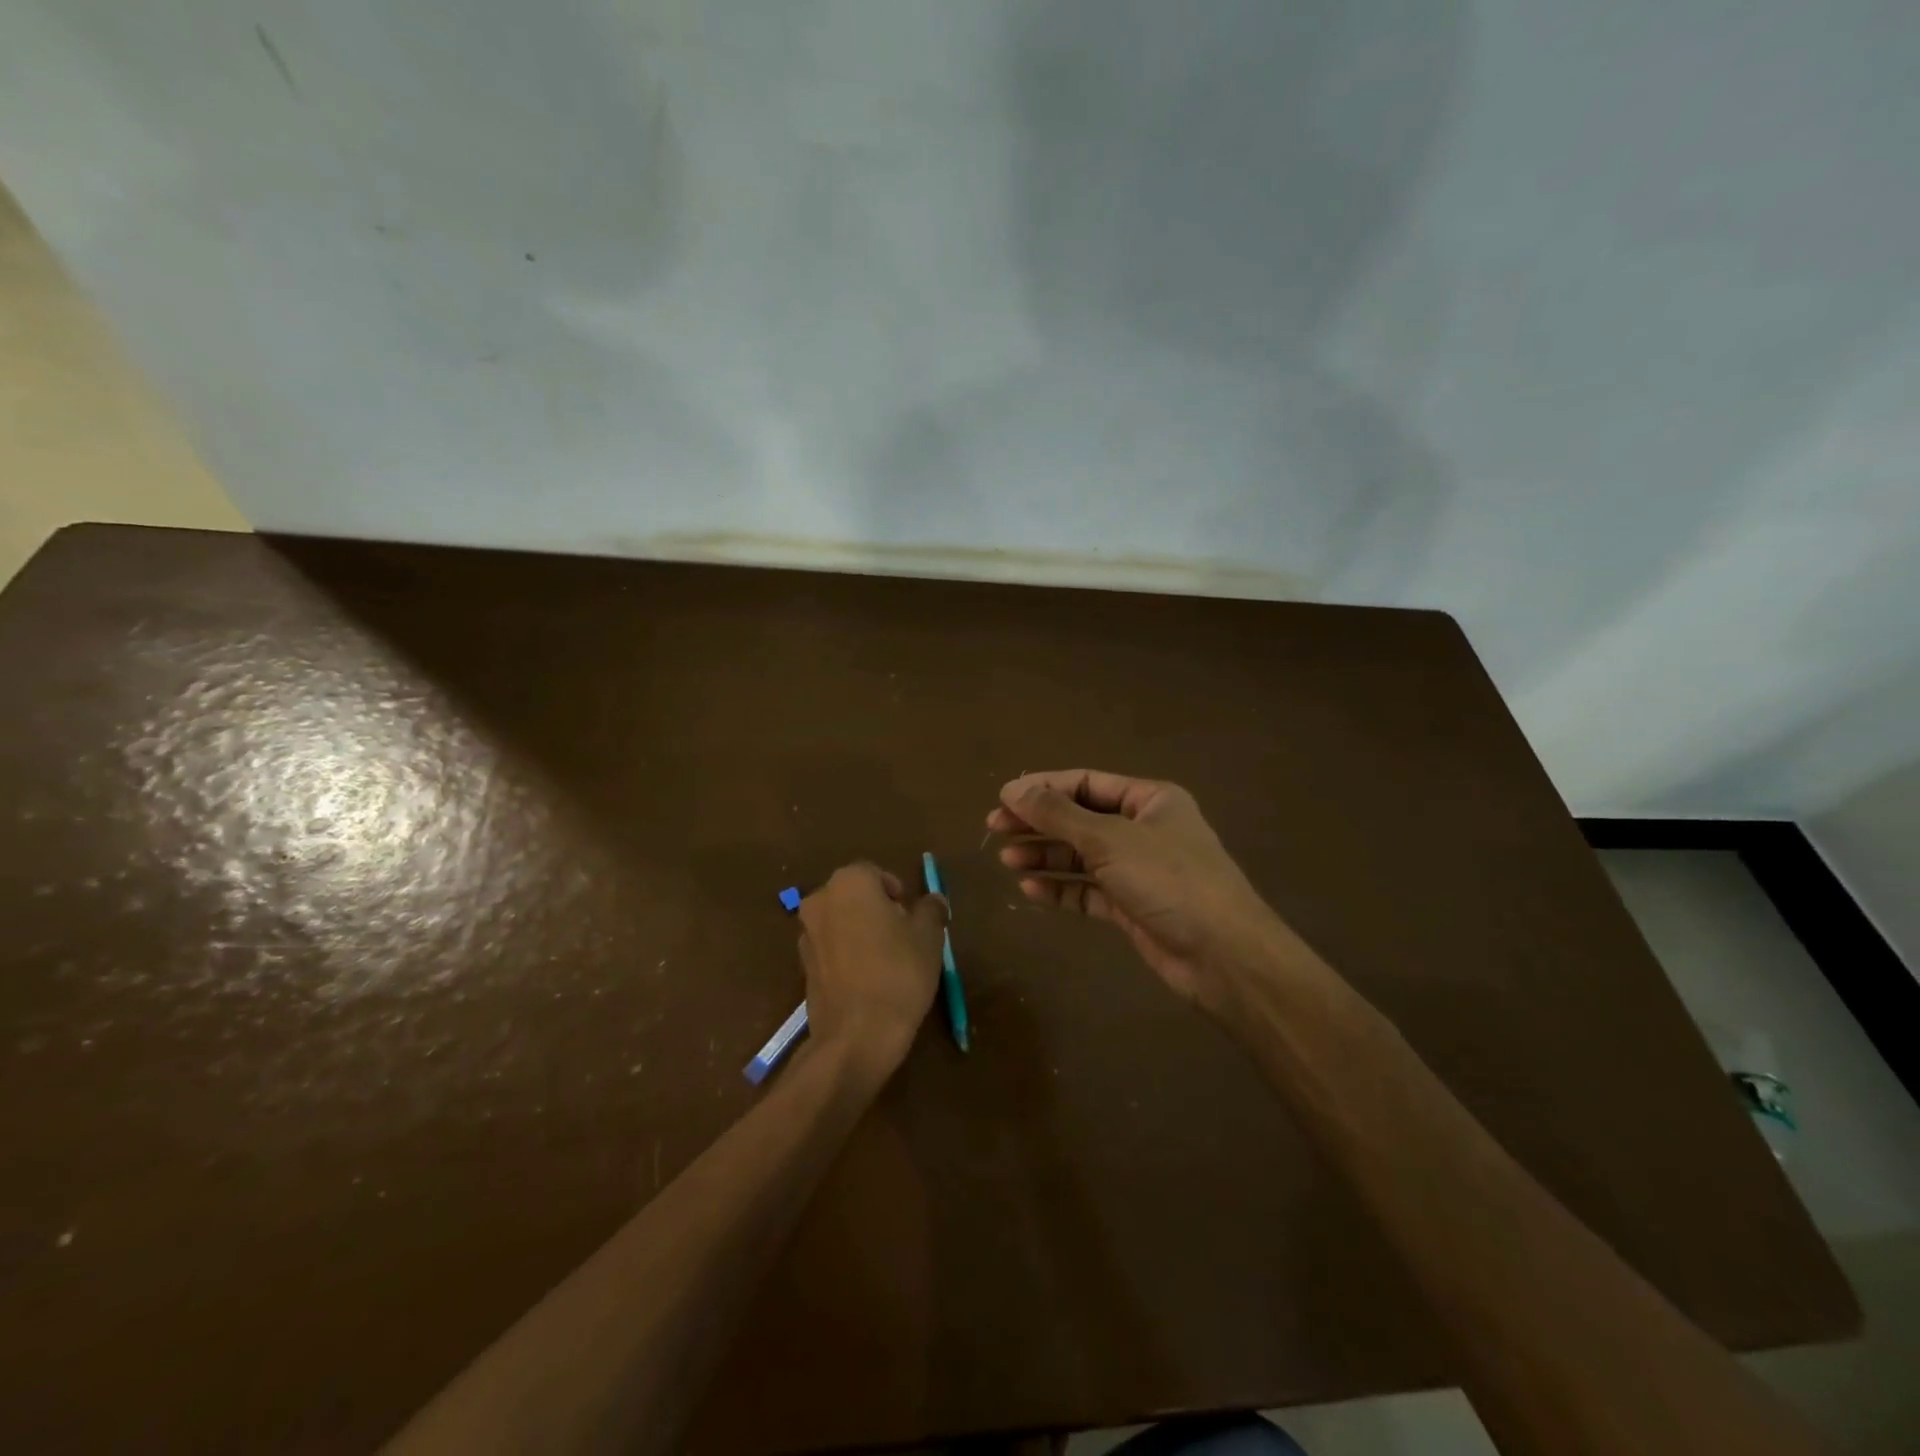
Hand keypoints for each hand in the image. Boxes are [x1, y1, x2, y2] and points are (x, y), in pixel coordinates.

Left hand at [796, 863, 949, 1076]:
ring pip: (840, 922)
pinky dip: (847, 955)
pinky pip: (830, 949)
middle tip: (903, 936)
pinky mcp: (802, 966)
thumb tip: (934, 900)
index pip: (875, 874)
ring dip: (860, 932)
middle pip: (854, 896)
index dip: (897, 892)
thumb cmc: (898, 973)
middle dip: (877, 909)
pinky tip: (867, 980)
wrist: (856, 1035)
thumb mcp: (929, 937)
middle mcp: (820, 900)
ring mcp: (806, 934)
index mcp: (850, 883)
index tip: (912, 916)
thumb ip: (931, 910)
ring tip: (886, 961)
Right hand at [988, 770, 1295, 1015]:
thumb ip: (1058, 814)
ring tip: (1007, 860)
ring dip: (1045, 856)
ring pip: (1081, 856)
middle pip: (1080, 819)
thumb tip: (1011, 788)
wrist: (1223, 956)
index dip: (1043, 789)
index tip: (1003, 799)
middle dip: (1039, 823)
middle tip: (994, 829)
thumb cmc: (1169, 879)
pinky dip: (1061, 889)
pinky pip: (1088, 891)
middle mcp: (1144, 829)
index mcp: (1149, 800)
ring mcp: (1138, 870)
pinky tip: (1030, 890)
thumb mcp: (1109, 839)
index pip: (1086, 783)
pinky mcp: (1132, 907)